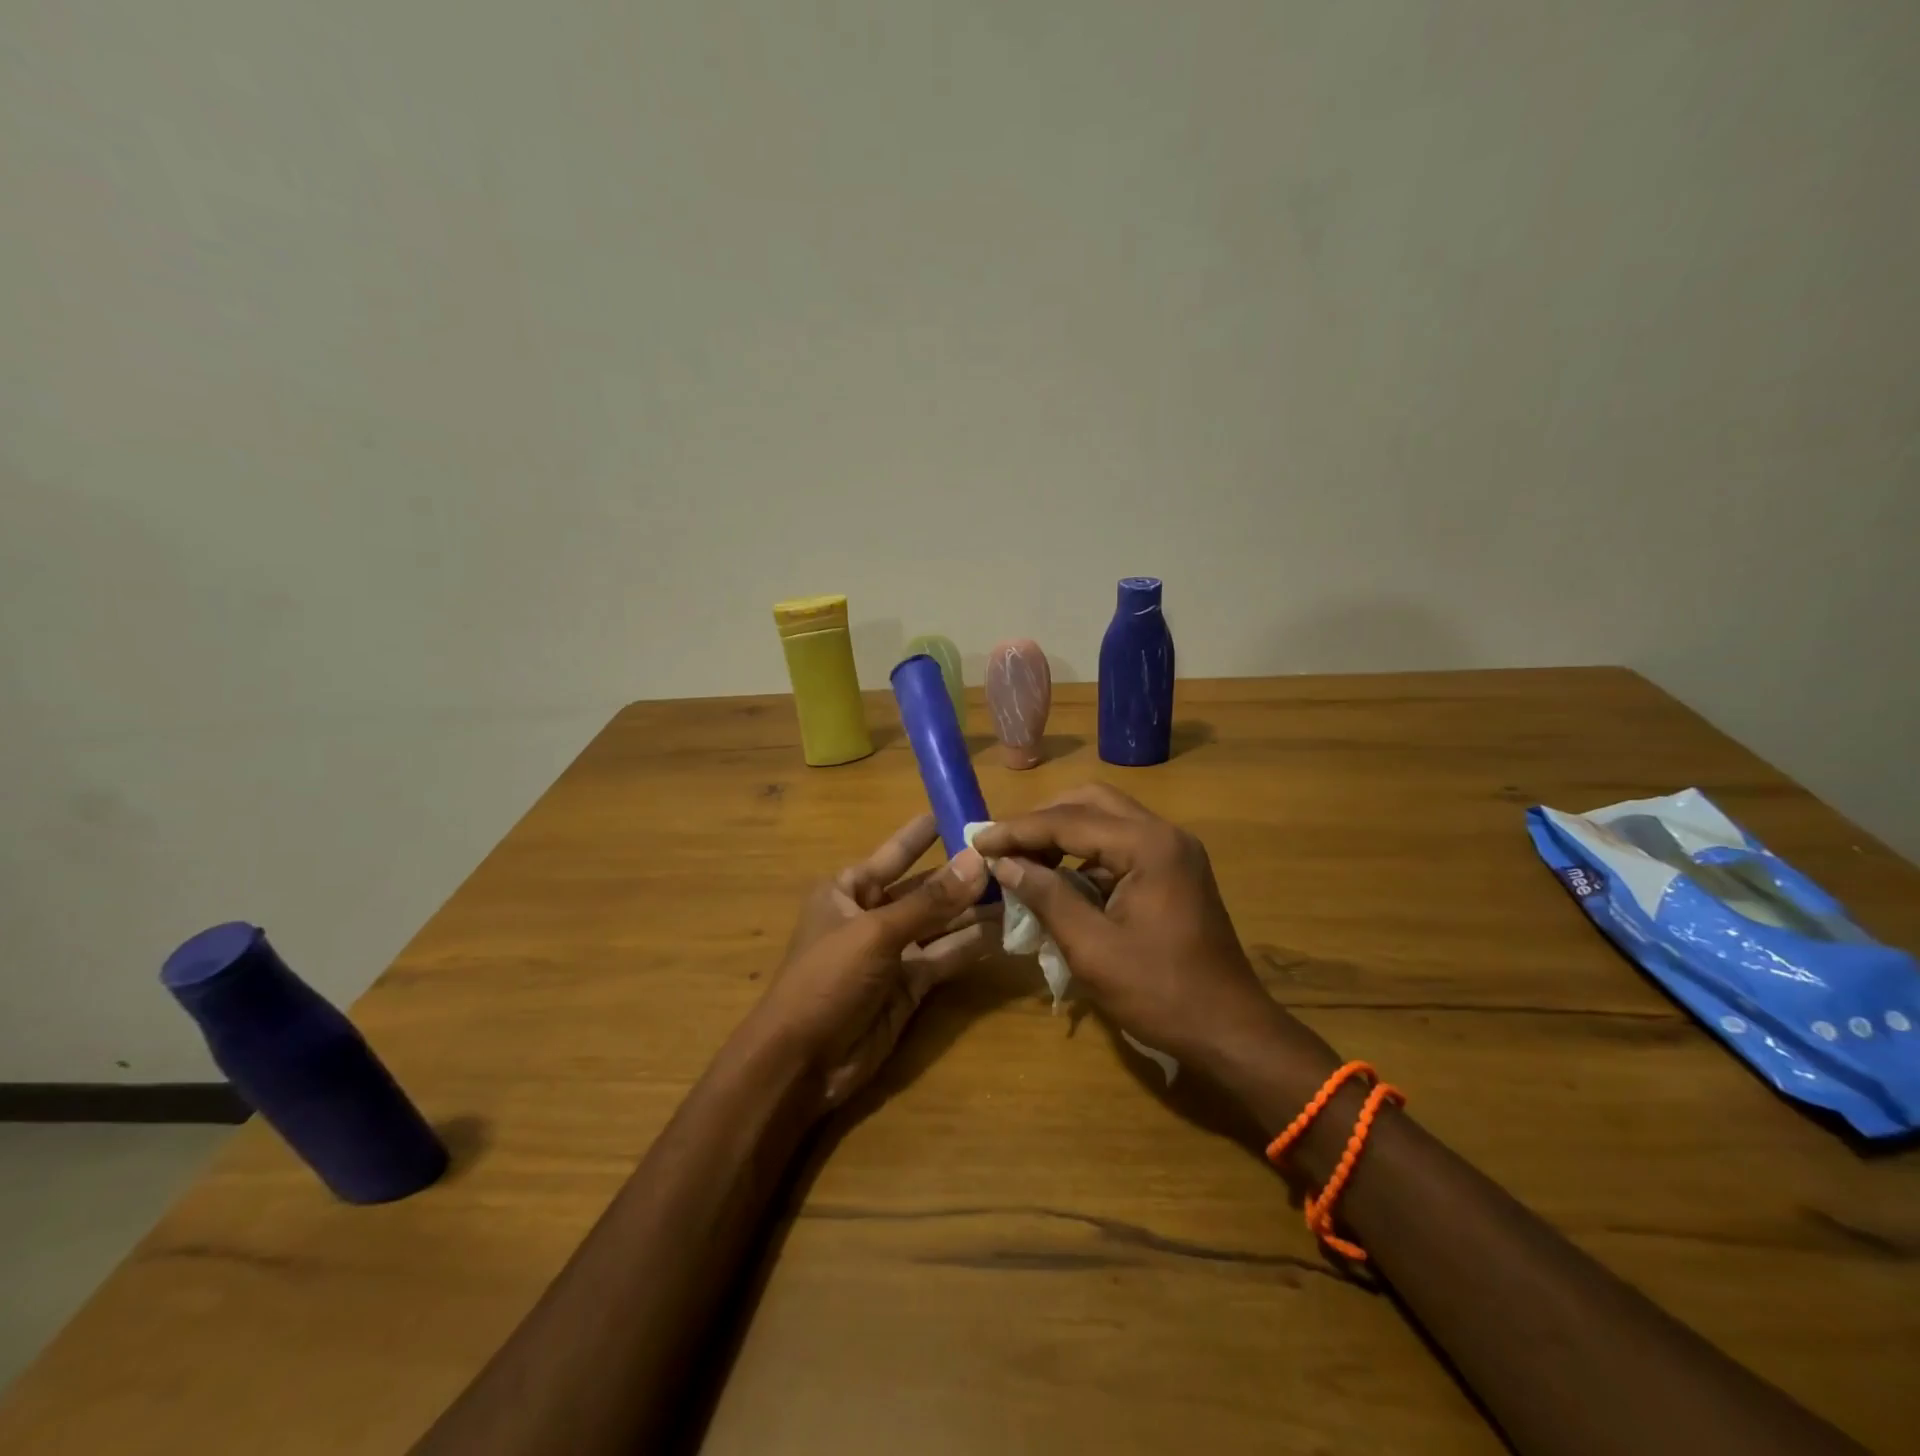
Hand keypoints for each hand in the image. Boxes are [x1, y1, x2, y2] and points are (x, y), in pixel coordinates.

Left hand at [751, 814, 996, 1113]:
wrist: (802, 1063)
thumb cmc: (827, 979)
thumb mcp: (876, 933)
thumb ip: (930, 901)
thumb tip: (978, 861)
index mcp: (847, 890)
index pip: (894, 853)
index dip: (925, 834)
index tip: (958, 811)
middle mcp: (871, 914)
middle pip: (923, 888)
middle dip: (960, 875)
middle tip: (1007, 855)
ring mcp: (892, 952)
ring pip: (940, 924)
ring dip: (973, 910)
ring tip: (1018, 890)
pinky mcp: (910, 985)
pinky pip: (945, 956)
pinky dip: (971, 945)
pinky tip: (1004, 930)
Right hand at [970, 785, 1336, 1092]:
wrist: (1232, 1031)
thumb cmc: (1161, 993)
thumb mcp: (1092, 949)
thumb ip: (1046, 896)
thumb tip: (1004, 863)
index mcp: (1149, 846)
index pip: (1069, 820)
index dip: (1018, 830)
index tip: (977, 840)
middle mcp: (1164, 834)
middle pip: (1090, 803)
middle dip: (1041, 819)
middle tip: (1002, 843)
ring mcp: (1173, 851)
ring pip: (1106, 821)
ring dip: (1062, 834)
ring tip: (1021, 859)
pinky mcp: (1173, 871)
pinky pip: (1120, 846)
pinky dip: (1084, 855)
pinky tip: (1057, 880)